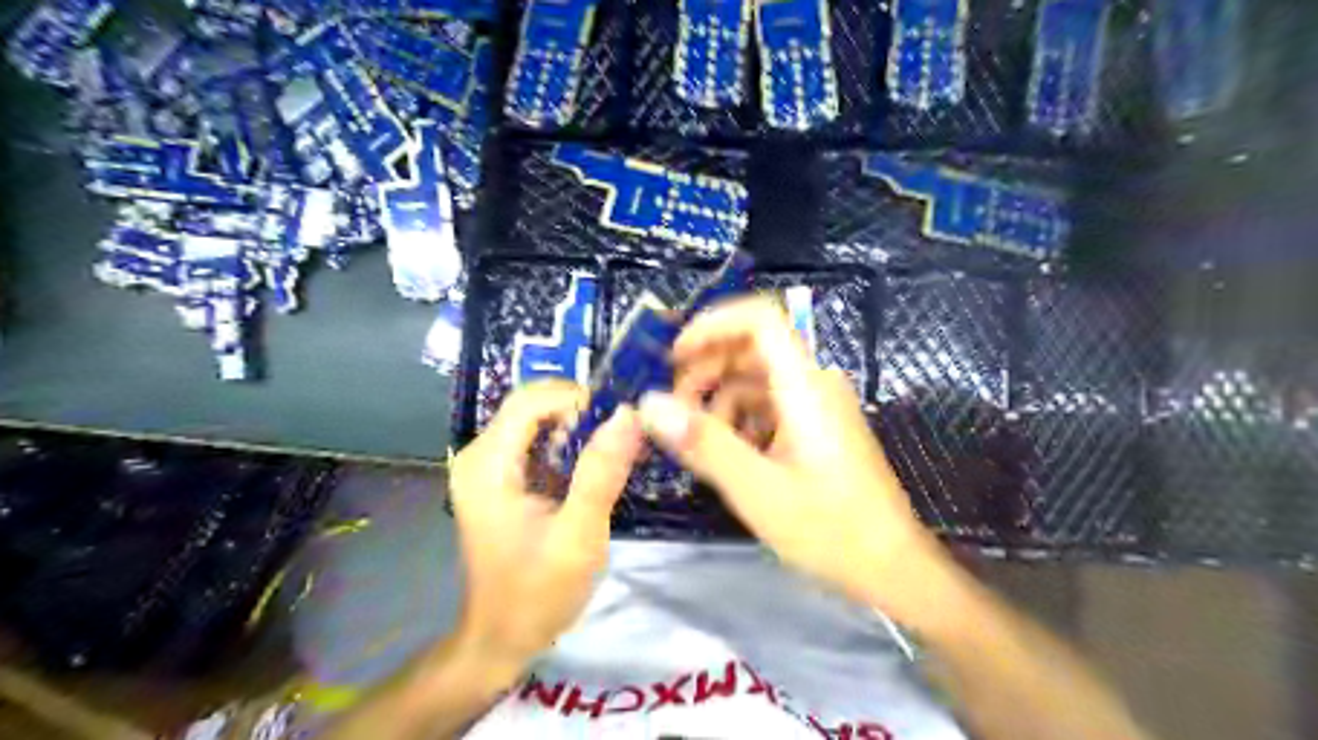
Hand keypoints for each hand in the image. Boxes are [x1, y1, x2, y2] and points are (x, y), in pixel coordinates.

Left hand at [448, 381, 645, 668]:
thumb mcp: (579, 535)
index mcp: (488, 465)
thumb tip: (628, 414)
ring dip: (577, 427)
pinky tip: (594, 467)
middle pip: (532, 404)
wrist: (503, 637)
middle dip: (580, 410)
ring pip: (536, 420)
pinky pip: (535, 441)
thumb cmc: (539, 592)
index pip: (532, 400)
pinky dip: (568, 444)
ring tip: (616, 450)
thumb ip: (601, 472)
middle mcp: (479, 455)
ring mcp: (486, 466)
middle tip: (623, 434)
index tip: (622, 420)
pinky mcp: (499, 479)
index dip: (578, 398)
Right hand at [635, 297, 947, 614]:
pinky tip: (728, 454)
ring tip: (695, 439)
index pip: (760, 319)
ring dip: (720, 399)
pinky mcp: (817, 429)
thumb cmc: (832, 530)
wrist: (893, 569)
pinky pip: (770, 407)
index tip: (672, 356)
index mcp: (805, 386)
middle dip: (707, 368)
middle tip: (673, 407)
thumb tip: (649, 404)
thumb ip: (704, 443)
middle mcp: (813, 384)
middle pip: (753, 348)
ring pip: (757, 380)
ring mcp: (817, 407)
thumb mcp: (758, 489)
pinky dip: (740, 420)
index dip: (712, 325)